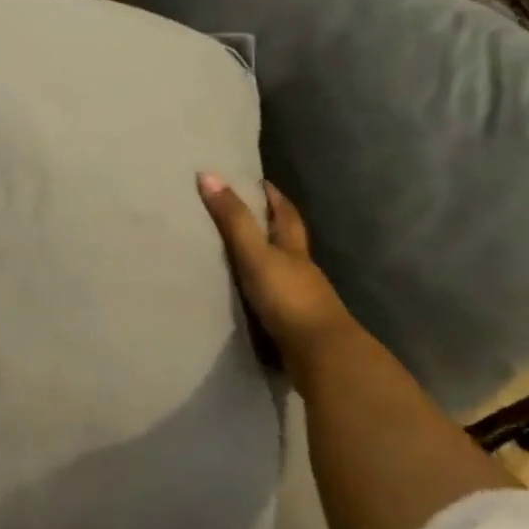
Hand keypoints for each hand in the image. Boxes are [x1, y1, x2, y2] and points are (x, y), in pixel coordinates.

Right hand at [196, 175, 353, 363]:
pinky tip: (253, 297)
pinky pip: (278, 300)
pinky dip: (267, 293)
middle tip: (255, 213)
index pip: (286, 215)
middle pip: (291, 242)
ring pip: (286, 272)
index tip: (263, 183)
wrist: (320, 354)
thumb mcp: (255, 253)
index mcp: (294, 250)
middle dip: (276, 226)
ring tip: (246, 255)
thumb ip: (233, 219)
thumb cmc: (288, 297)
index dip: (275, 198)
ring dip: (271, 261)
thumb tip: (207, 174)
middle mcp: (302, 271)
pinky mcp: (296, 326)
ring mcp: (302, 300)